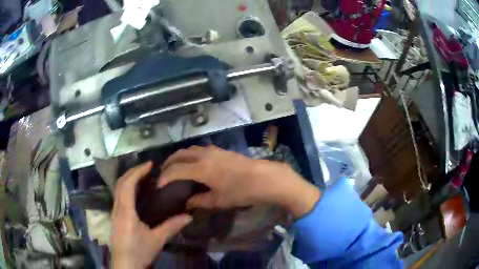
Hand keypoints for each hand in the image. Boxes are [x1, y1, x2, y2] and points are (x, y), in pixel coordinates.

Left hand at [111, 162, 191, 268]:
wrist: (125, 265)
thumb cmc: (139, 252)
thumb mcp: (157, 240)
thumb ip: (171, 227)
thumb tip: (189, 216)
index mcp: (125, 211)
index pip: (127, 184)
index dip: (137, 172)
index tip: (150, 164)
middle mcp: (117, 208)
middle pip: (120, 183)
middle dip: (132, 172)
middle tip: (147, 168)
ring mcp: (114, 213)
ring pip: (117, 189)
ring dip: (128, 179)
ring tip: (142, 176)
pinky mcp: (115, 218)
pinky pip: (119, 196)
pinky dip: (126, 188)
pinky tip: (135, 193)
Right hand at [159, 146, 320, 217]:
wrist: (265, 178)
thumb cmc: (242, 191)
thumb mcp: (219, 200)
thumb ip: (200, 201)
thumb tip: (187, 203)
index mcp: (201, 168)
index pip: (176, 170)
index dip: (165, 177)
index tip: (158, 185)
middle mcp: (204, 155)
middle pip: (180, 155)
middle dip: (168, 163)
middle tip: (163, 173)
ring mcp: (213, 150)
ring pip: (189, 149)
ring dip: (179, 157)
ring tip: (174, 167)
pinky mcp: (221, 150)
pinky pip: (199, 149)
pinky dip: (189, 155)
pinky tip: (192, 163)